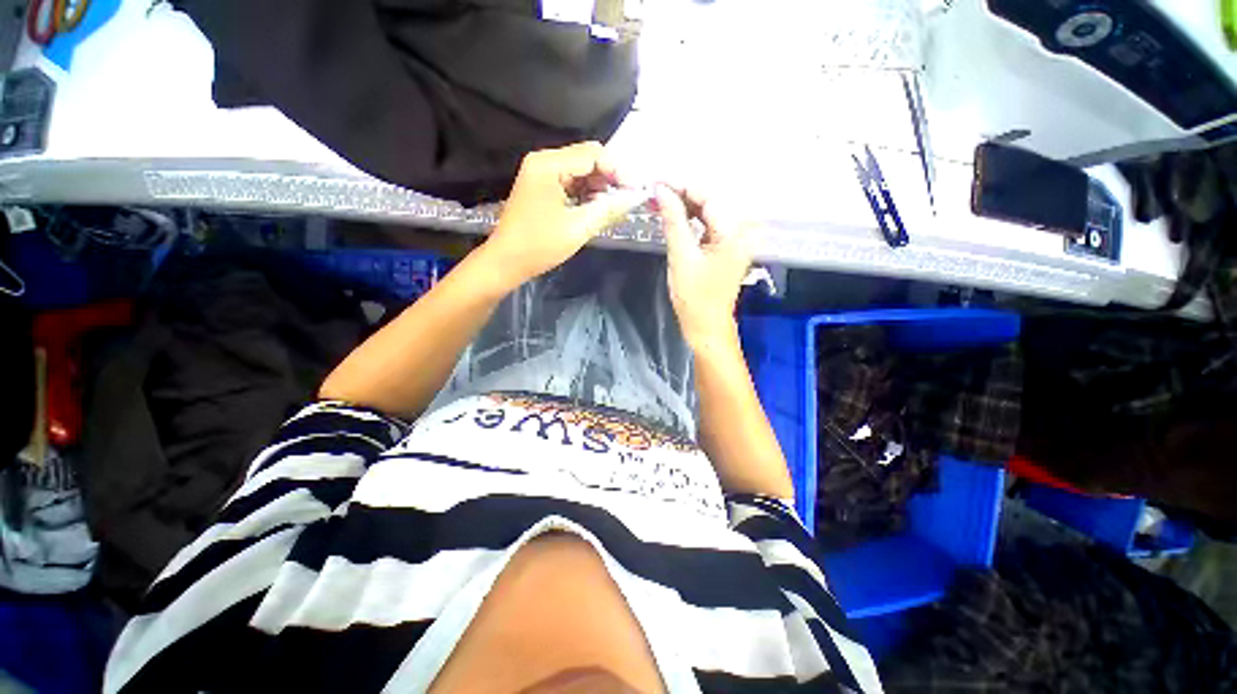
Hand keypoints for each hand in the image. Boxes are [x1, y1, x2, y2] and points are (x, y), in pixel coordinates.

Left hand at [480, 142, 632, 289]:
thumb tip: (634, 198)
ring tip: (613, 206)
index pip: (593, 154)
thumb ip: (608, 209)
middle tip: (627, 199)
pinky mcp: (541, 186)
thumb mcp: (578, 228)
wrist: (507, 261)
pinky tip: (596, 207)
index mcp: (549, 165)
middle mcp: (544, 161)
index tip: (634, 191)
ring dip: (599, 186)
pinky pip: (571, 181)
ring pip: (580, 170)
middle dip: (609, 177)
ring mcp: (541, 173)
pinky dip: (586, 192)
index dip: (618, 170)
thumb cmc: (540, 245)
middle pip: (587, 158)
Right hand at [656, 183, 753, 351]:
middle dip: (682, 194)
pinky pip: (708, 225)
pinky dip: (690, 220)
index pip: (708, 196)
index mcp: (733, 232)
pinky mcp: (725, 248)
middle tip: (655, 191)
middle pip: (710, 201)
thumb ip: (673, 221)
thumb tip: (661, 191)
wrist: (706, 325)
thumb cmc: (694, 297)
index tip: (658, 181)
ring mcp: (734, 240)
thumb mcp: (681, 257)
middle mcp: (740, 231)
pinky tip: (674, 216)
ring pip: (708, 212)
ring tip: (660, 201)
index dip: (682, 186)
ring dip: (685, 206)